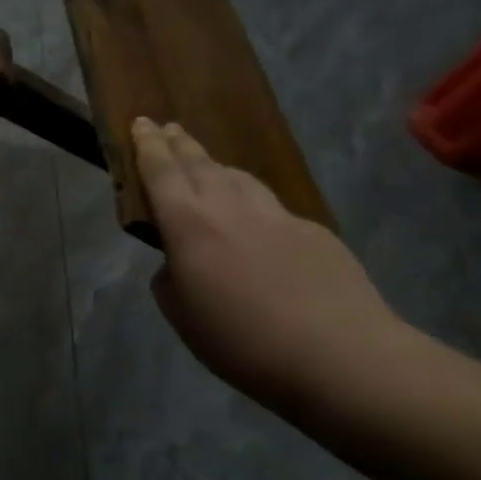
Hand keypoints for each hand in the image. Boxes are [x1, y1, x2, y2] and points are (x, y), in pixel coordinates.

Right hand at [133, 118, 410, 408]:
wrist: (340, 357)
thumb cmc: (242, 341)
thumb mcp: (181, 315)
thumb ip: (170, 278)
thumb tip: (179, 263)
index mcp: (188, 225)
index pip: (161, 172)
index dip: (148, 146)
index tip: (141, 122)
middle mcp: (230, 208)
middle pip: (201, 164)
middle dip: (180, 143)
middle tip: (168, 127)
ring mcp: (277, 216)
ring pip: (239, 177)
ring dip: (216, 166)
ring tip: (206, 166)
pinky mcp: (314, 231)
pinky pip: (271, 205)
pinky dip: (252, 201)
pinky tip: (254, 221)